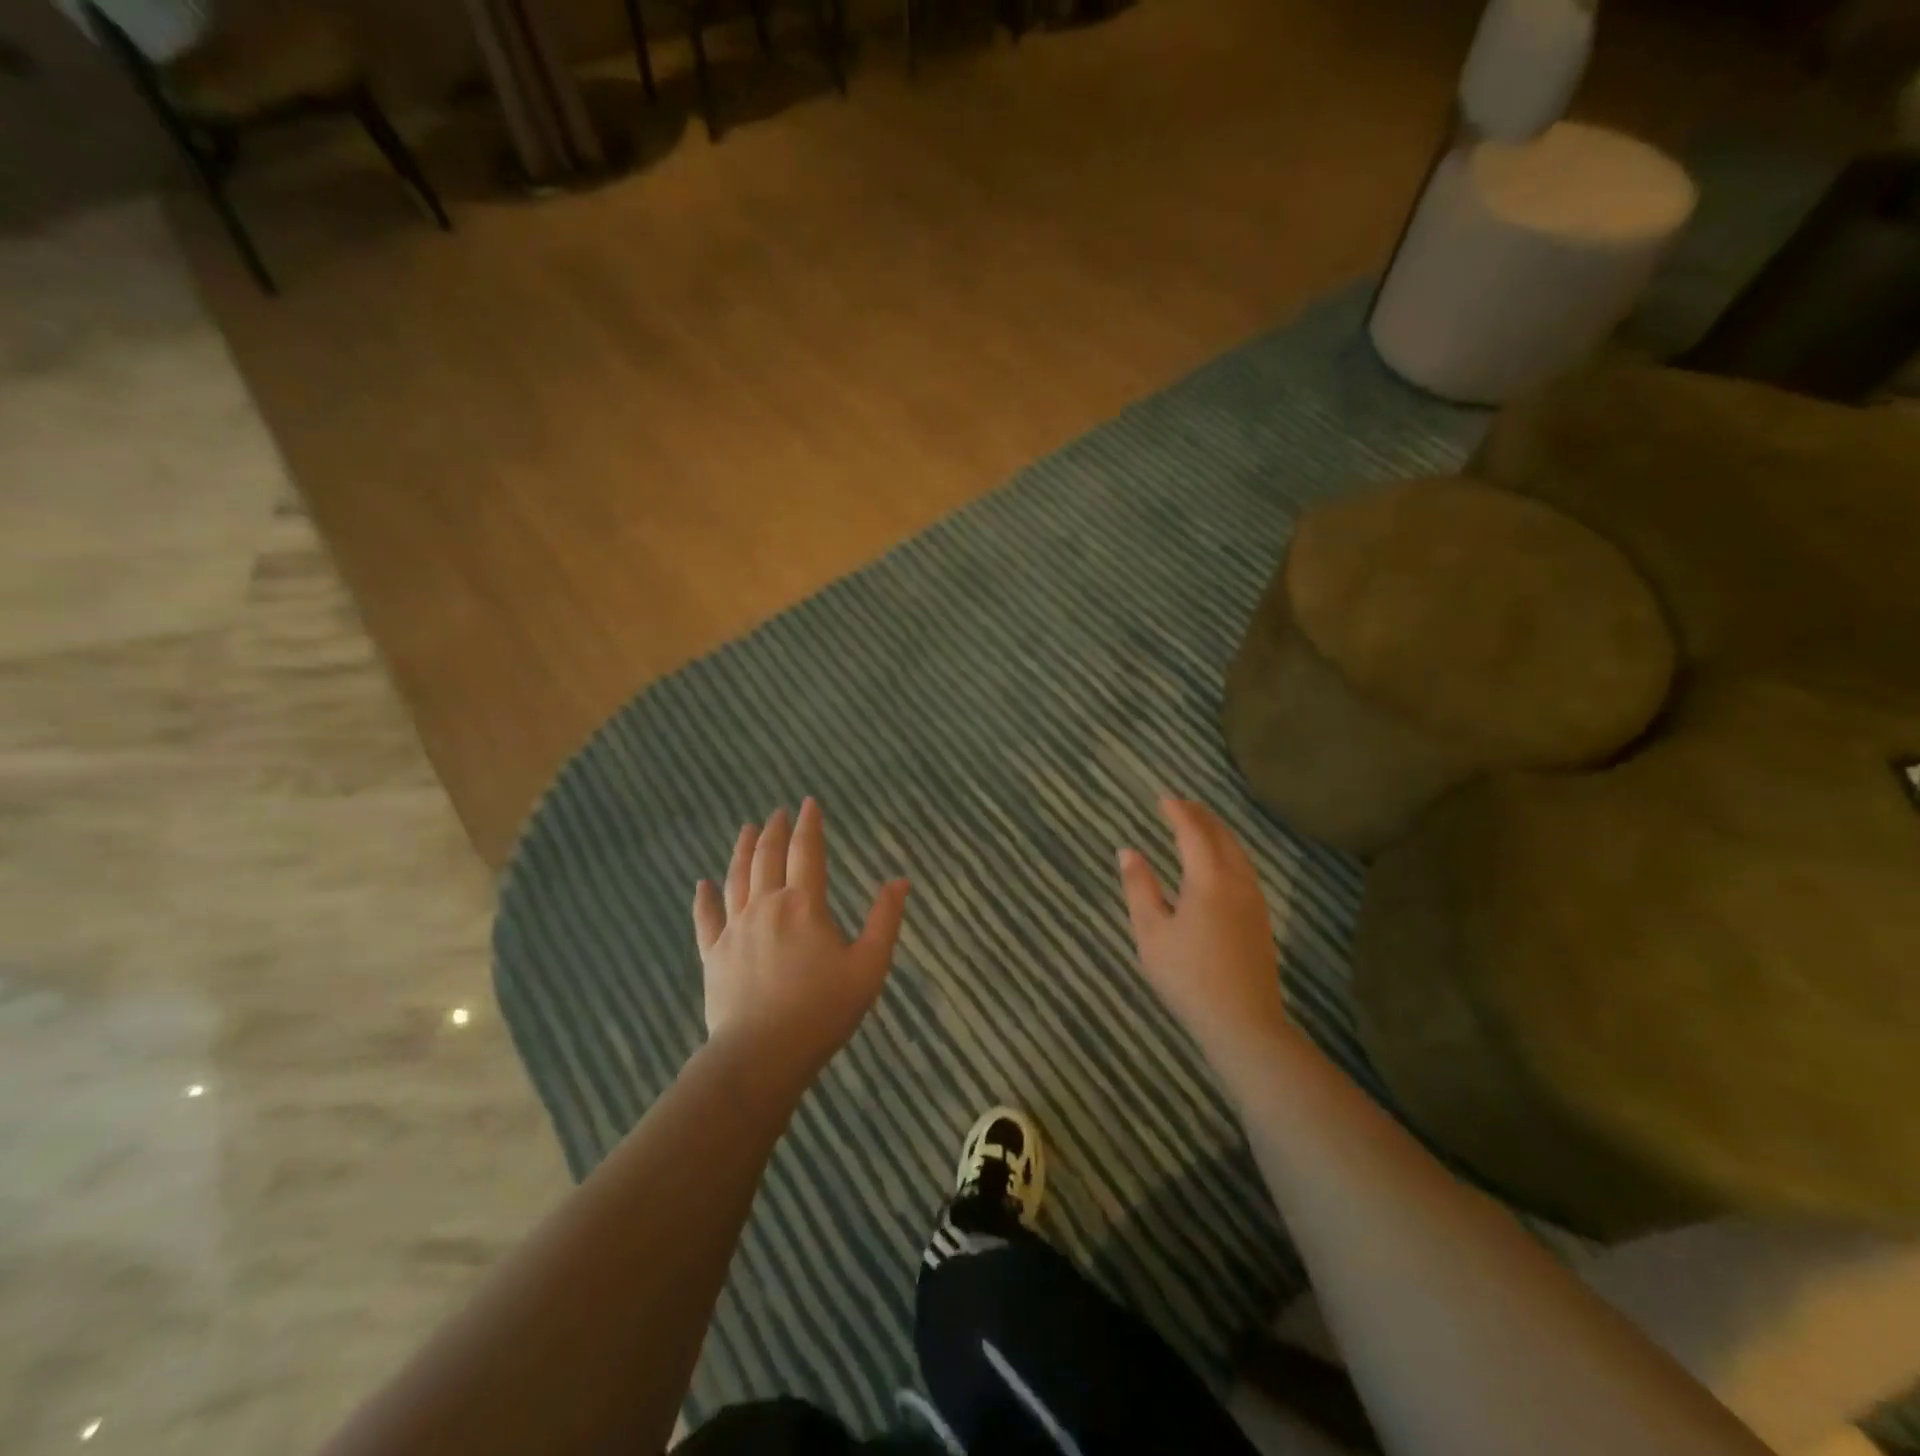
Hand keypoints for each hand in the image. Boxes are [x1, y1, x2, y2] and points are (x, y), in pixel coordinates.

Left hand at [693, 799, 908, 1078]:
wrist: (762, 1055)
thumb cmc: (823, 1010)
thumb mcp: (869, 966)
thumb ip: (884, 920)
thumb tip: (899, 881)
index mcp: (804, 905)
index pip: (806, 852)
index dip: (809, 825)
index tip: (809, 803)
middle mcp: (766, 906)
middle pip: (768, 857)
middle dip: (775, 831)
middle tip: (777, 812)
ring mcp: (735, 929)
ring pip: (736, 878)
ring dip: (742, 850)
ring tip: (747, 829)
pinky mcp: (713, 955)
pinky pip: (706, 918)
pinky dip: (703, 898)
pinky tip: (701, 884)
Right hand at [1118, 798, 1291, 1067]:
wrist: (1243, 1022)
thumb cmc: (1188, 976)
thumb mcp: (1151, 932)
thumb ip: (1139, 887)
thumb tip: (1127, 851)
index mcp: (1208, 879)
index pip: (1193, 832)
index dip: (1178, 812)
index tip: (1162, 798)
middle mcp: (1237, 882)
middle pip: (1222, 837)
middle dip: (1201, 816)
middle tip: (1180, 805)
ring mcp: (1254, 901)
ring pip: (1238, 852)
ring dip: (1218, 833)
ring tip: (1199, 826)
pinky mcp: (1261, 920)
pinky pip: (1245, 869)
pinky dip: (1229, 852)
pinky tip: (1219, 864)